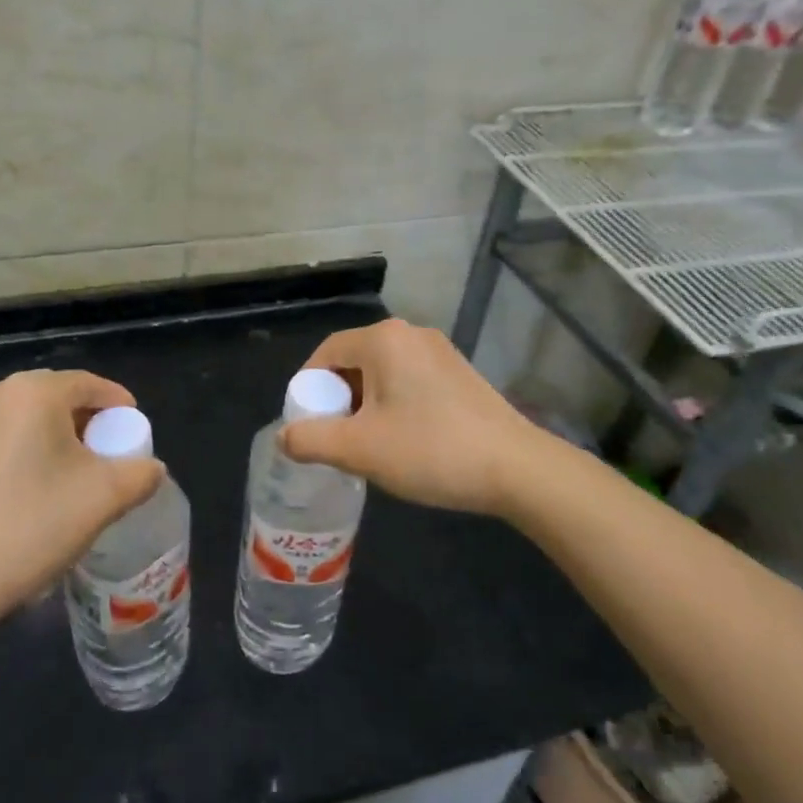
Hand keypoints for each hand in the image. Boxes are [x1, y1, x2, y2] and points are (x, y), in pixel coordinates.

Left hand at [0, 370, 165, 624]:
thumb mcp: (105, 497)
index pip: (88, 384)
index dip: (118, 404)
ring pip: (28, 416)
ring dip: (57, 435)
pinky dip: (28, 448)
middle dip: (87, 420)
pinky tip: (37, 485)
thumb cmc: (33, 525)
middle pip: (57, 396)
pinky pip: (3, 434)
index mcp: (33, 392)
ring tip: (75, 472)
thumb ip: (141, 473)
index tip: (135, 431)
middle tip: (109, 452)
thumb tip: (152, 468)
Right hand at [280, 319, 543, 518]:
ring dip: (365, 405)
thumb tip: (285, 437)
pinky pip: (409, 381)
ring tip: (367, 444)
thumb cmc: (430, 450)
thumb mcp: (359, 449)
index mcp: (383, 339)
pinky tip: (402, 440)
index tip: (306, 423)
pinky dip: (393, 404)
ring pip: (382, 373)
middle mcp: (411, 334)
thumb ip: (310, 439)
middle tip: (335, 438)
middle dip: (337, 399)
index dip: (307, 388)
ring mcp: (440, 352)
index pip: (326, 352)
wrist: (517, 468)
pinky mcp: (459, 373)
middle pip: (354, 361)